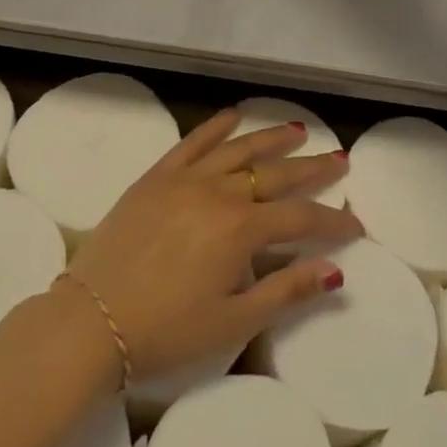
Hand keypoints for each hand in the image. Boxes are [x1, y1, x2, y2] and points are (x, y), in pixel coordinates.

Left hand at [61, 108, 360, 382]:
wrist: (90, 320)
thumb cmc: (165, 331)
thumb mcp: (233, 322)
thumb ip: (286, 291)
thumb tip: (335, 272)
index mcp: (241, 229)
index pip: (300, 218)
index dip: (332, 222)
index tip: (356, 225)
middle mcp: (220, 192)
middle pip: (276, 174)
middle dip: (312, 168)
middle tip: (340, 159)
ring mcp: (186, 179)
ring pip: (240, 149)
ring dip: (272, 138)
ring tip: (299, 130)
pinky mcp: (157, 175)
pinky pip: (193, 142)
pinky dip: (216, 126)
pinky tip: (234, 116)